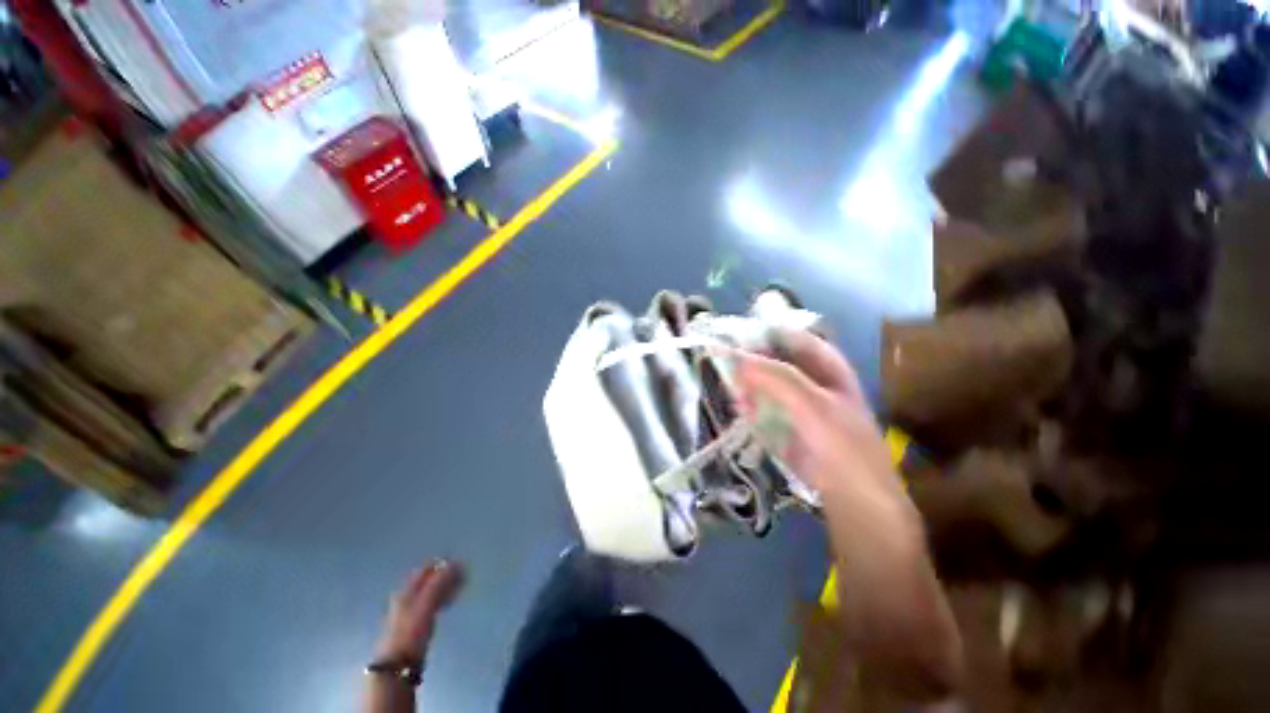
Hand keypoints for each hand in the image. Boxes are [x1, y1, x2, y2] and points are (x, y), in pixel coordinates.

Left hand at [375, 560, 464, 663]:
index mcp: (407, 591)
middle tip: (464, 577)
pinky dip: (442, 599)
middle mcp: (406, 598)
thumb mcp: (426, 605)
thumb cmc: (411, 633)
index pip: (426, 569)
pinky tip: (449, 604)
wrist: (398, 665)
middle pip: (428, 580)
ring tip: (460, 589)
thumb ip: (439, 584)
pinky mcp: (415, 625)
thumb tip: (456, 563)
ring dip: (445, 587)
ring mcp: (410, 612)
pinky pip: (431, 604)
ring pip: (430, 592)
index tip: (461, 566)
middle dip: (446, 576)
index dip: (443, 564)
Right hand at [729, 328, 899, 505]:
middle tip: (723, 365)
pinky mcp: (786, 421)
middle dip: (748, 360)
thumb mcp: (812, 405)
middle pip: (772, 358)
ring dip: (746, 383)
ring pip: (763, 381)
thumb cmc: (841, 446)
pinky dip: (749, 404)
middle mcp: (809, 376)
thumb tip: (736, 357)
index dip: (759, 333)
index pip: (787, 335)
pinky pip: (762, 404)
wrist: (854, 500)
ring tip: (730, 389)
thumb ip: (776, 377)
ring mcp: (796, 400)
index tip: (729, 336)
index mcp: (824, 363)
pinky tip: (740, 408)